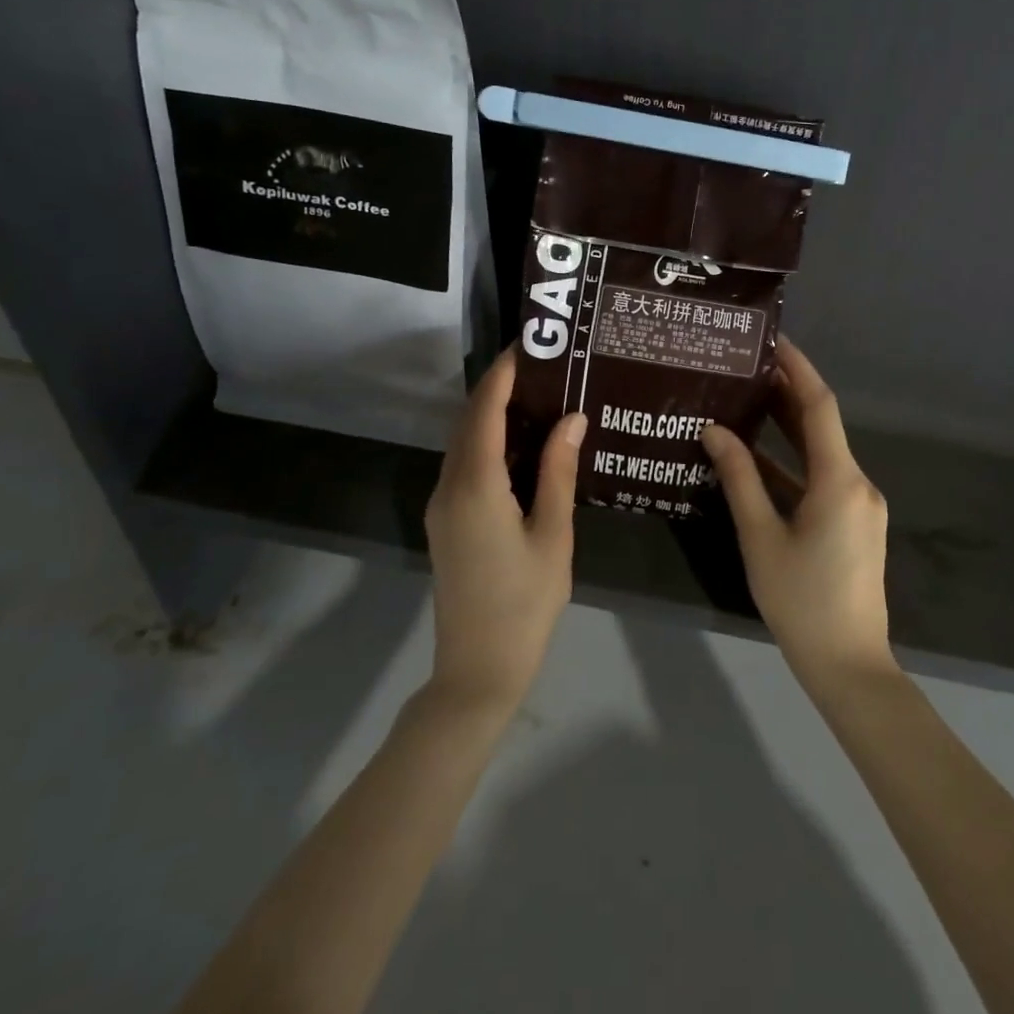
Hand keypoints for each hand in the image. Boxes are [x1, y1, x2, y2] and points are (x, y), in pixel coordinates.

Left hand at [423, 348, 586, 709]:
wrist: (478, 668)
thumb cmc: (525, 602)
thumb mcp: (553, 534)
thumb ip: (559, 471)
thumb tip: (571, 418)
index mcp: (476, 484)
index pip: (485, 410)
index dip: (504, 373)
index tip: (529, 345)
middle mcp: (450, 486)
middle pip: (469, 420)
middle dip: (498, 387)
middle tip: (541, 365)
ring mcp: (442, 505)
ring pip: (463, 442)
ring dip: (490, 413)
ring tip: (535, 395)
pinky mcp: (445, 522)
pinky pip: (463, 465)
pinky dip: (486, 441)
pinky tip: (520, 443)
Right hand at [700, 337, 894, 688]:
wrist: (848, 664)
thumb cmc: (801, 600)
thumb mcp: (761, 537)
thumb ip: (739, 479)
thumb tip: (715, 430)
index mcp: (840, 480)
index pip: (820, 406)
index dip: (798, 369)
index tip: (772, 341)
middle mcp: (857, 483)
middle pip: (821, 426)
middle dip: (787, 394)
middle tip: (747, 367)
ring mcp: (858, 505)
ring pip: (820, 453)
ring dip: (787, 429)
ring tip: (746, 401)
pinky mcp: (853, 524)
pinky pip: (821, 479)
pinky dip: (792, 465)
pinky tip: (757, 458)